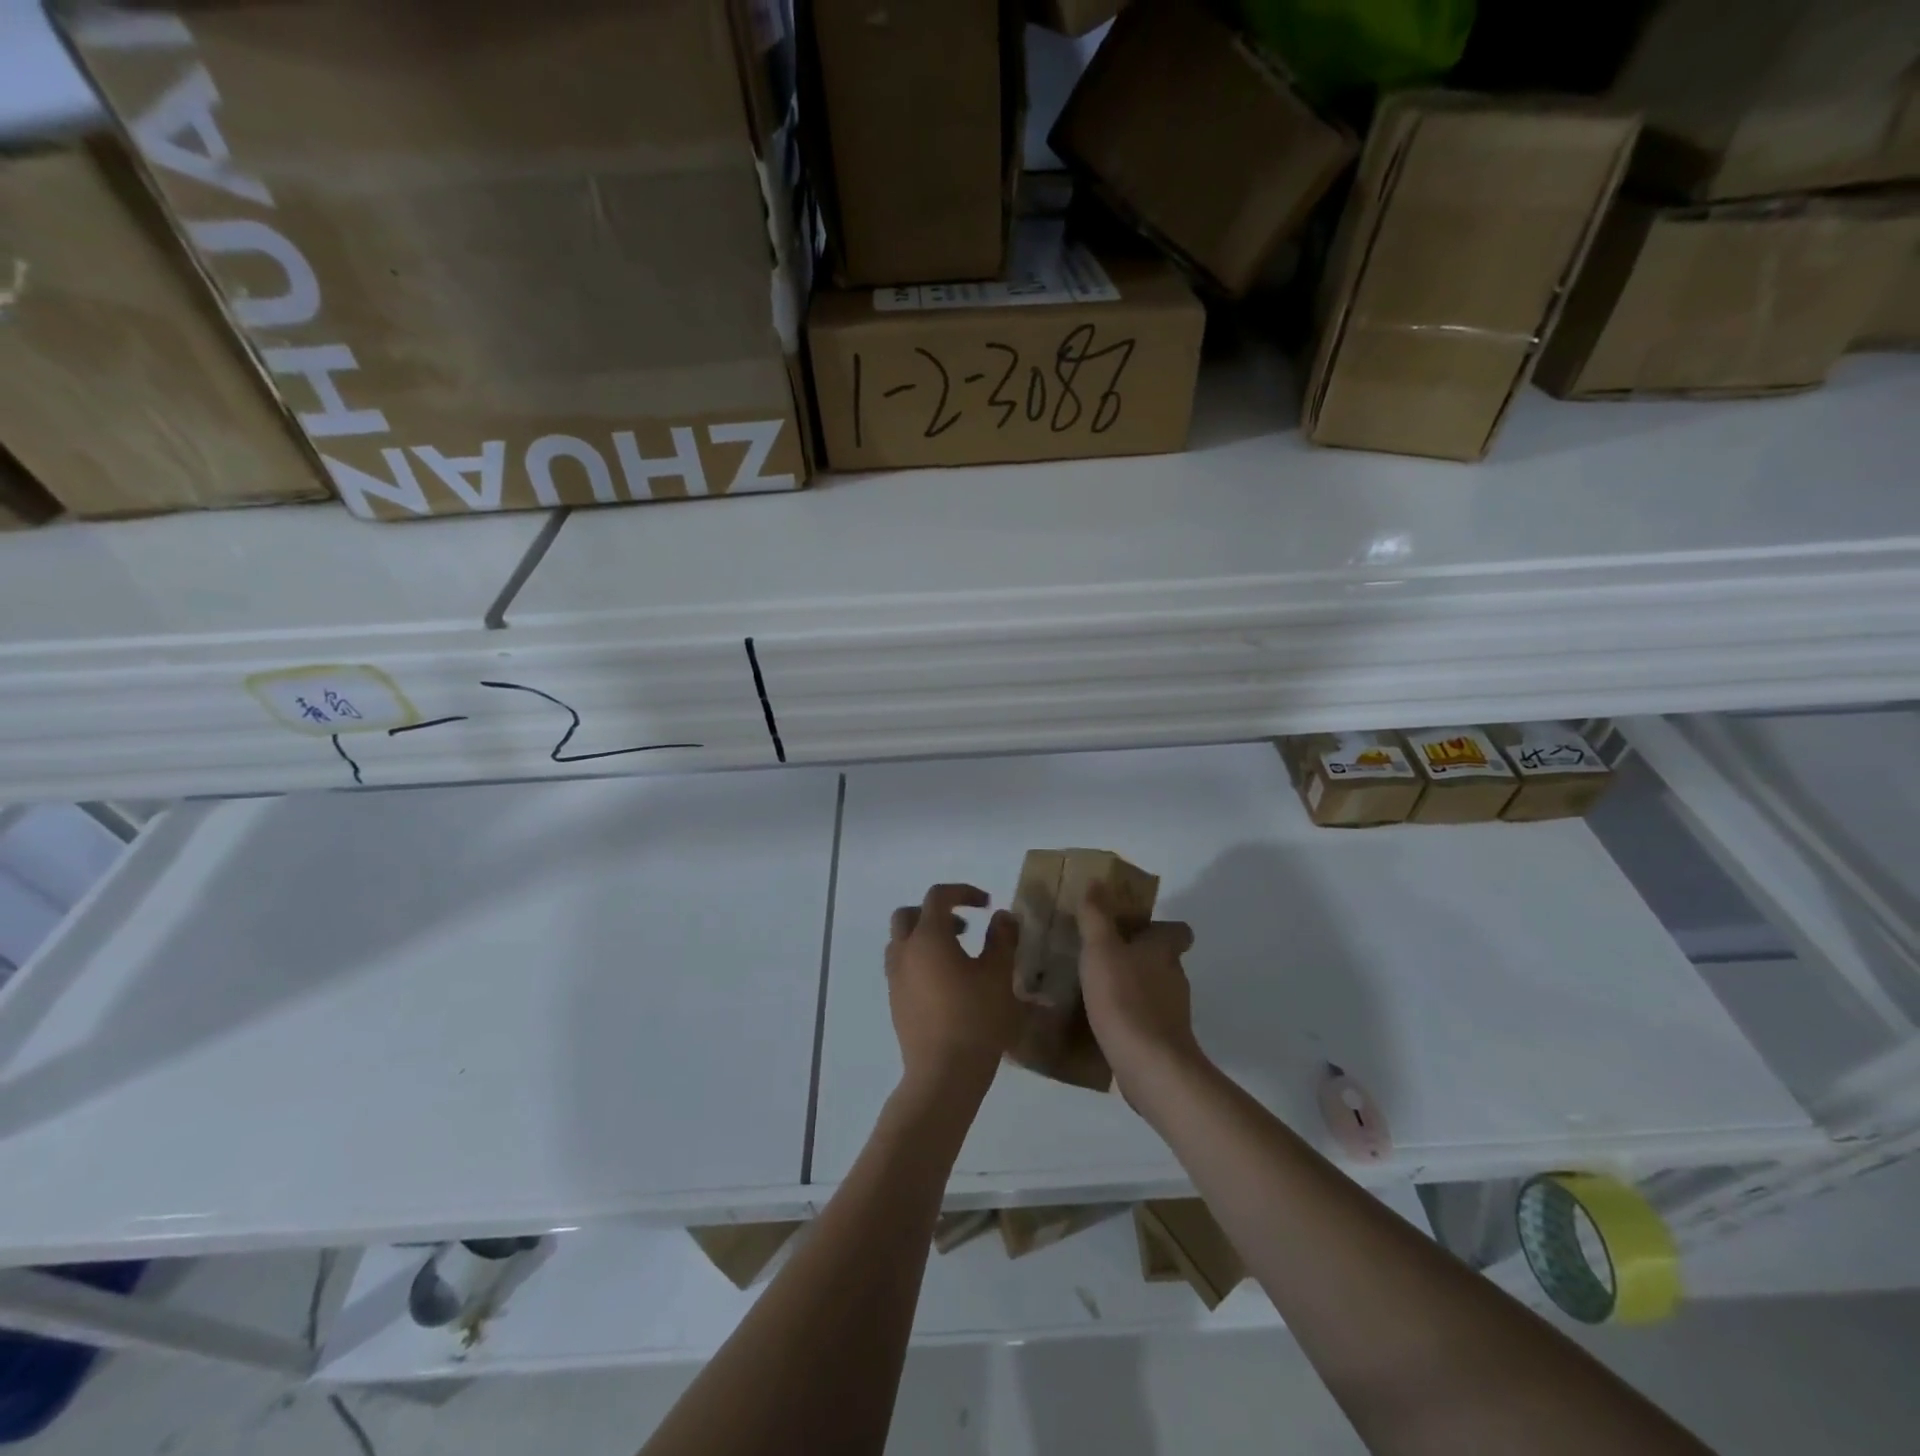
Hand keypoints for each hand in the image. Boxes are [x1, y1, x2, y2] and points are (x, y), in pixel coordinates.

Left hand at [887, 884, 1020, 1103]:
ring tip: (957, 956)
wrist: (943, 1075)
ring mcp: (895, 978)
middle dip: (936, 913)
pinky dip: (920, 960)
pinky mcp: (895, 1002)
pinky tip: (946, 984)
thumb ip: (1002, 938)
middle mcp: (904, 952)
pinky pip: (902, 966)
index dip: (962, 892)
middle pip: (908, 914)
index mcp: (928, 937)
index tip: (987, 904)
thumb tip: (1002, 916)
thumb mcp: (999, 975)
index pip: (938, 896)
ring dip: (925, 937)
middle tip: (965, 928)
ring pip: (901, 941)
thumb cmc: (976, 1019)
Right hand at [1075, 885, 1201, 1096]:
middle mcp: (1174, 978)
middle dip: (1138, 957)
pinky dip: (1130, 1017)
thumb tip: (1098, 881)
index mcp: (1163, 951)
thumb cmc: (1124, 998)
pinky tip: (1104, 1022)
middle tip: (1104, 956)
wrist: (1149, 1065)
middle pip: (1163, 960)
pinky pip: (1146, 1020)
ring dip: (1132, 987)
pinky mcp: (1164, 1041)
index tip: (1136, 928)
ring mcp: (1173, 1013)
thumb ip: (1097, 916)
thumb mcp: (1101, 950)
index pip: (1178, 931)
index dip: (1161, 928)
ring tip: (1098, 988)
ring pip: (1154, 990)